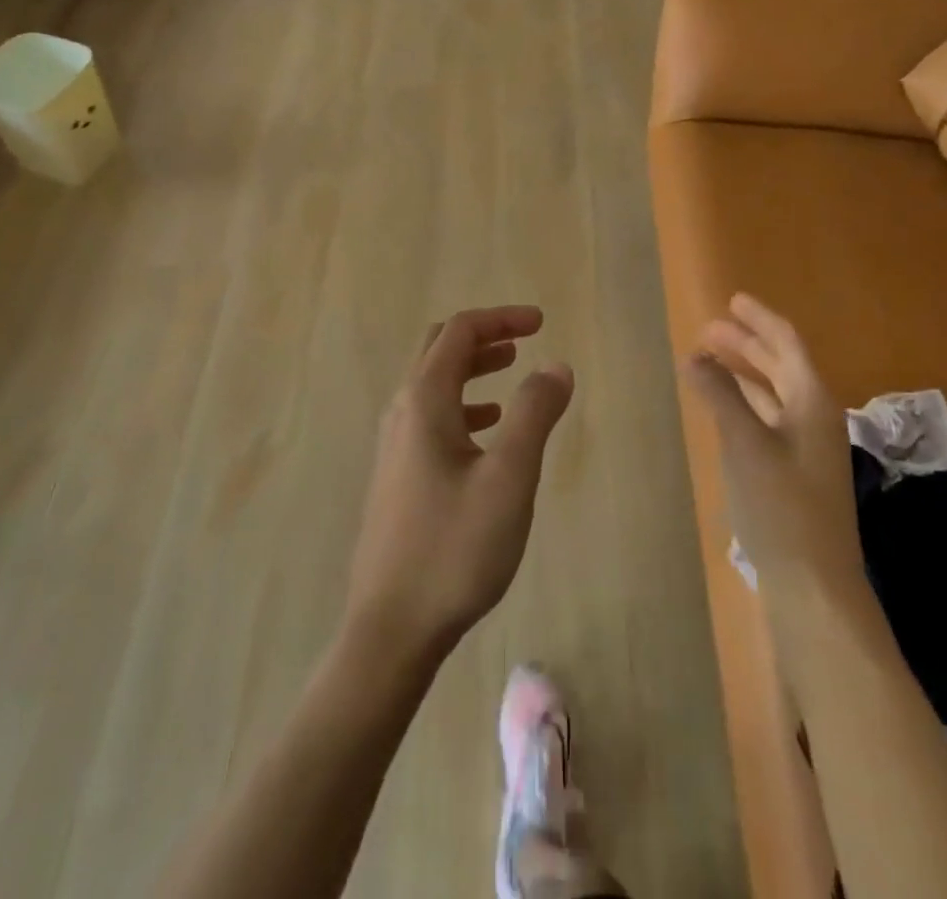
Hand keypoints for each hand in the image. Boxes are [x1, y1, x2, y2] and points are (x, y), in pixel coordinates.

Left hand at [344, 307, 574, 666]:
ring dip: (472, 368)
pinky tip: (487, 430)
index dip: (501, 318)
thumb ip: (534, 413)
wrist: (391, 628)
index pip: (460, 332)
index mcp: (424, 400)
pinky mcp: (397, 475)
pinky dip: (463, 404)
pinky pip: (431, 418)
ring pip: (434, 384)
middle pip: (440, 350)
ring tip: (512, 371)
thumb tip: (555, 365)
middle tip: (524, 339)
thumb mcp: (509, 477)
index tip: (541, 323)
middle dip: (483, 336)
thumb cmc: (454, 548)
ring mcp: (394, 445)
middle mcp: (402, 412)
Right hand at [687, 294, 862, 596]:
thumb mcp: (745, 444)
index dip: (760, 319)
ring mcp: (806, 448)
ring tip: (708, 360)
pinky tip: (722, 407)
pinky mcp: (793, 473)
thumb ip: (720, 396)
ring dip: (743, 373)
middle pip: (781, 366)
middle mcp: (814, 418)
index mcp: (813, 403)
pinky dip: (744, 404)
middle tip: (709, 329)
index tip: (732, 300)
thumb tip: (694, 357)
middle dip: (746, 344)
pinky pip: (767, 420)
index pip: (787, 344)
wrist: (813, 586)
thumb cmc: (781, 507)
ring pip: (773, 394)